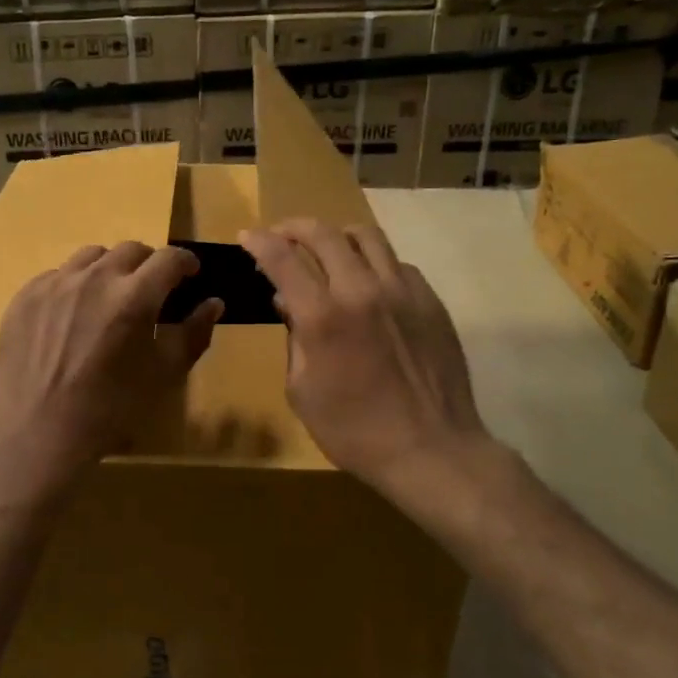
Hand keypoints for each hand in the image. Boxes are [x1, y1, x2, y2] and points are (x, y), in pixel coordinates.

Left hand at [0, 242, 222, 501]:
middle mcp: (94, 278)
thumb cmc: (111, 409)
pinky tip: (71, 316)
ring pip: (91, 257)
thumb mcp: (164, 374)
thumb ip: (194, 333)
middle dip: (148, 265)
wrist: (39, 434)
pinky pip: (57, 276)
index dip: (185, 263)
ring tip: (109, 298)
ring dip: (110, 269)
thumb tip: (213, 303)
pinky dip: (74, 286)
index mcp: (134, 296)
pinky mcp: (25, 297)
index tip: (189, 275)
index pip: (169, 258)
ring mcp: (54, 284)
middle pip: (130, 250)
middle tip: (150, 291)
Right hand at [239, 220, 494, 499]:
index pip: (283, 259)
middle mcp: (361, 291)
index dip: (260, 241)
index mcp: (323, 317)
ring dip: (337, 235)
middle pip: (324, 234)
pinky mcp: (429, 300)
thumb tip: (287, 302)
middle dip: (294, 227)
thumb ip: (293, 339)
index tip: (247, 236)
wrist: (430, 450)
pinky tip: (367, 283)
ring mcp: (401, 291)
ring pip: (366, 236)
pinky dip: (373, 262)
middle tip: (281, 235)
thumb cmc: (354, 431)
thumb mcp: (303, 391)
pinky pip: (396, 263)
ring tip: (326, 248)